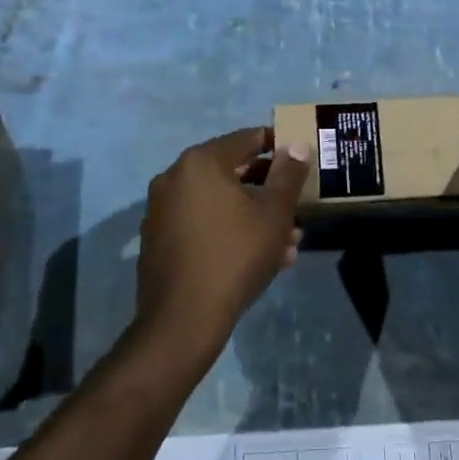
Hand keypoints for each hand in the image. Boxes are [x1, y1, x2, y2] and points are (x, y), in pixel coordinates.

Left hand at [137, 128, 309, 356]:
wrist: (183, 320)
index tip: (301, 163)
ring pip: (219, 202)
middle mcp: (174, 177)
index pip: (248, 139)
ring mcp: (161, 209)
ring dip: (253, 216)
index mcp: (201, 162)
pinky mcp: (158, 238)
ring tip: (286, 244)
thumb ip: (288, 174)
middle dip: (269, 191)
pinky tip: (257, 258)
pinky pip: (201, 223)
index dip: (279, 148)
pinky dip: (228, 231)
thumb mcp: (274, 213)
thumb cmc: (236, 256)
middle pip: (232, 172)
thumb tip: (297, 144)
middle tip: (296, 210)